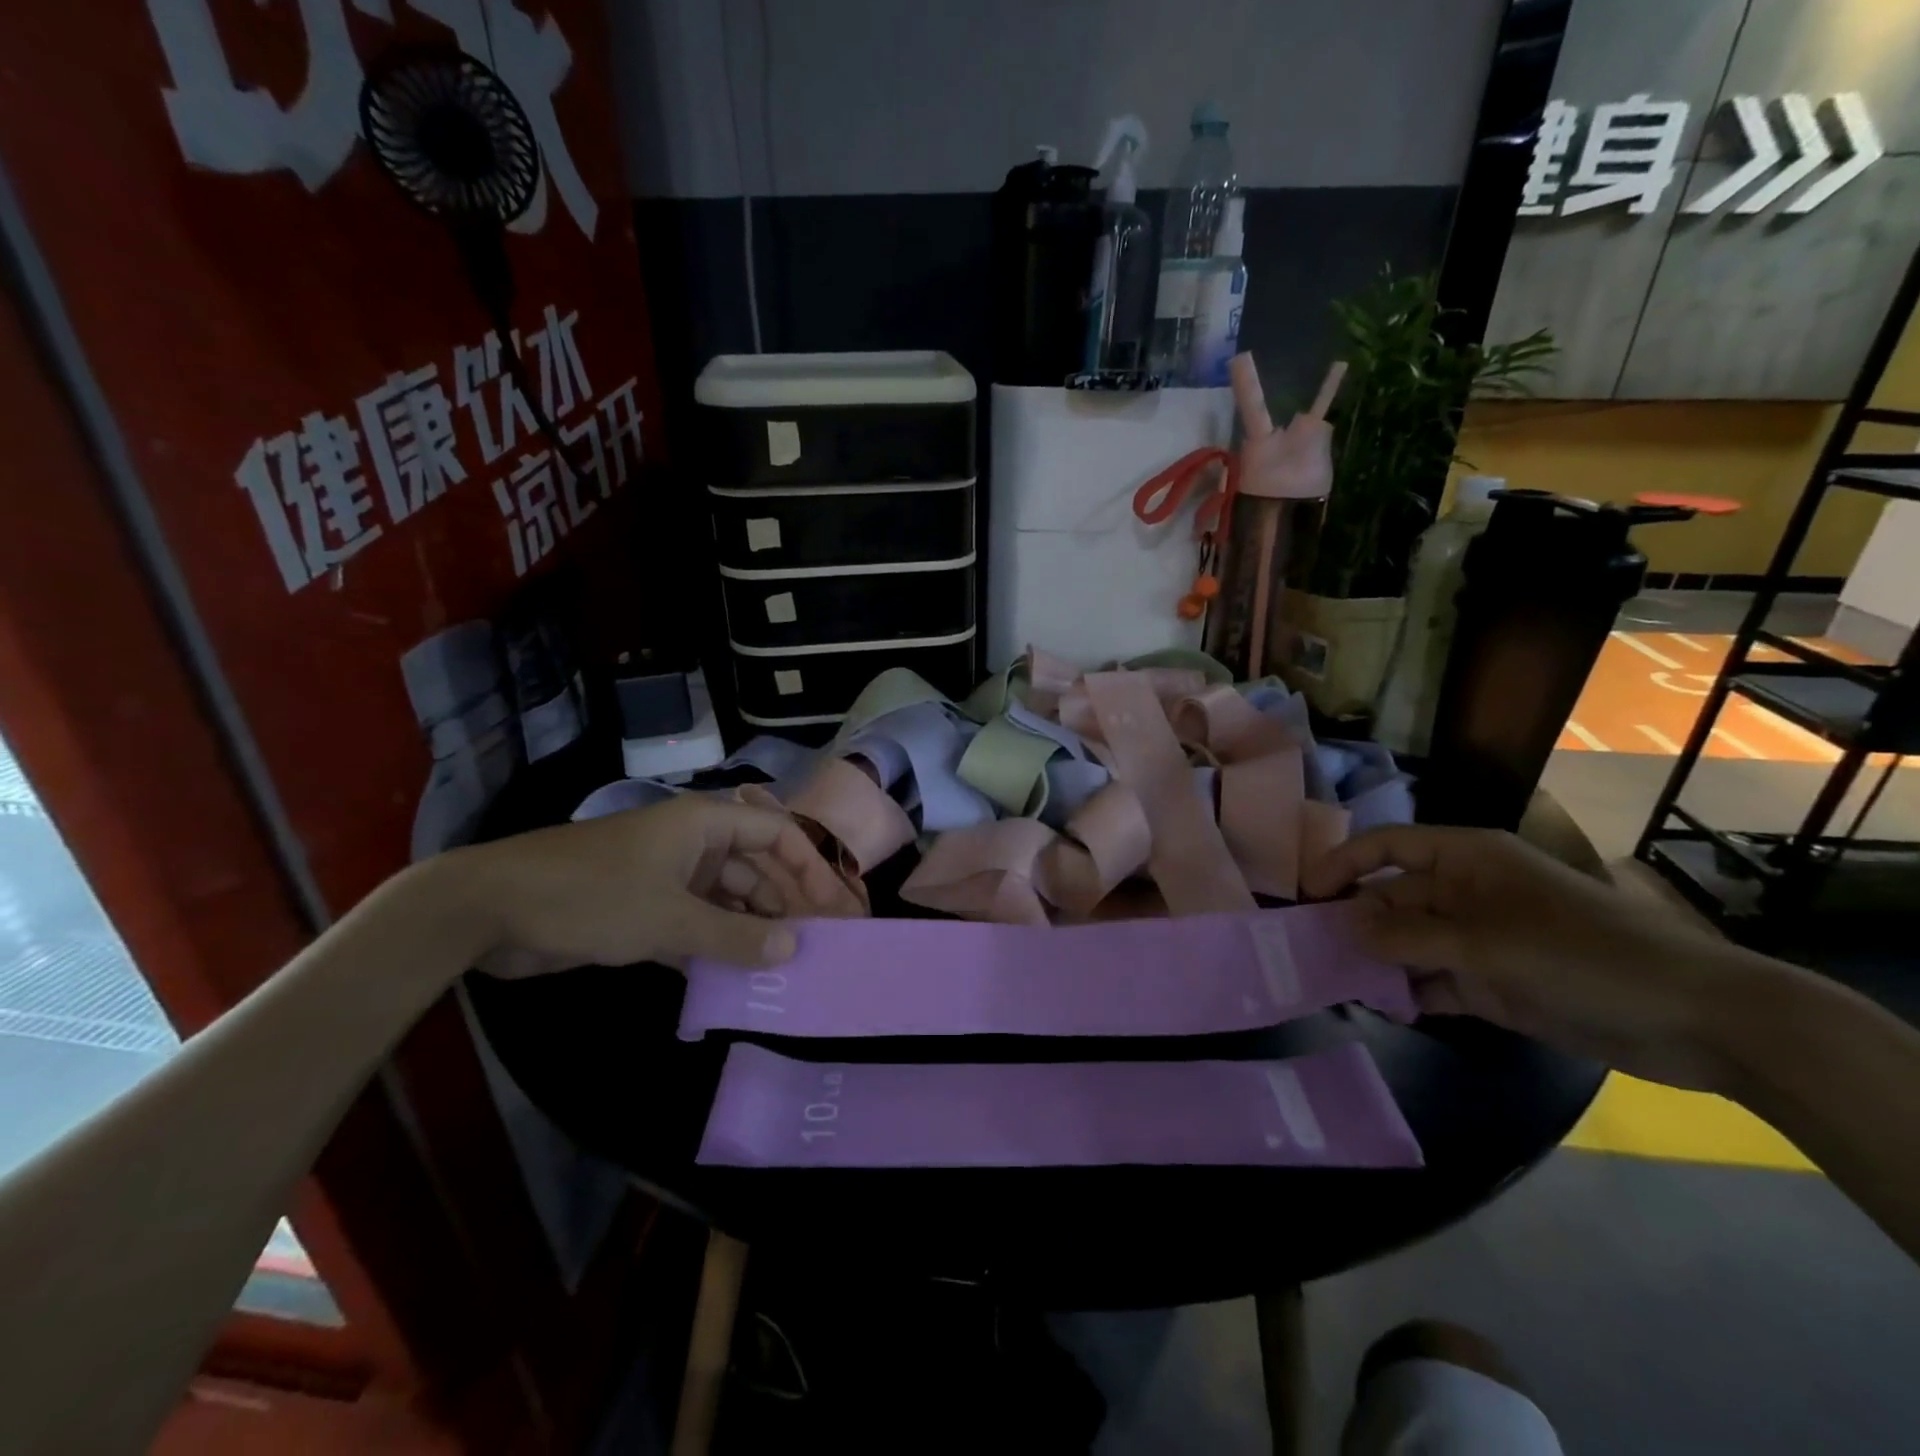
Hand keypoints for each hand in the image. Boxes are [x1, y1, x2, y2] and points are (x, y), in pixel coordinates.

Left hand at [464, 793, 859, 976]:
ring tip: (786, 969)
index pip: (778, 836)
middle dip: (788, 904)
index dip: (812, 869)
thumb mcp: (668, 920)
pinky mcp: (643, 908)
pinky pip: (697, 924)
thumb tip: (793, 950)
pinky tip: (738, 978)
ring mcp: (667, 877)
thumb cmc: (589, 895)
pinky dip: (717, 946)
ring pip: (728, 901)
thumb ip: (734, 937)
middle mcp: (692, 845)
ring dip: (753, 931)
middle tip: (821, 947)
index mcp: (704, 825)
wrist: (487, 910)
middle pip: (757, 870)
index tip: (837, 911)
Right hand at [1304, 825, 1759, 1090]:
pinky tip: (1386, 1010)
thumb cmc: (1582, 955)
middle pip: (1391, 897)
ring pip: (1408, 942)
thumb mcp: (1485, 943)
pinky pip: (1434, 980)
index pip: (1386, 847)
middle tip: (1309, 952)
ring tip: (1336, 984)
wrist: (1695, 1019)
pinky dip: (1409, 993)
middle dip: (1354, 921)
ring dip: (1377, 961)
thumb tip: (1342, 927)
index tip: (1305, 896)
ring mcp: (1479, 939)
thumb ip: (1406, 937)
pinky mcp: (1493, 982)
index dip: (1342, 864)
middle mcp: (1464, 893)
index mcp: (1465, 860)